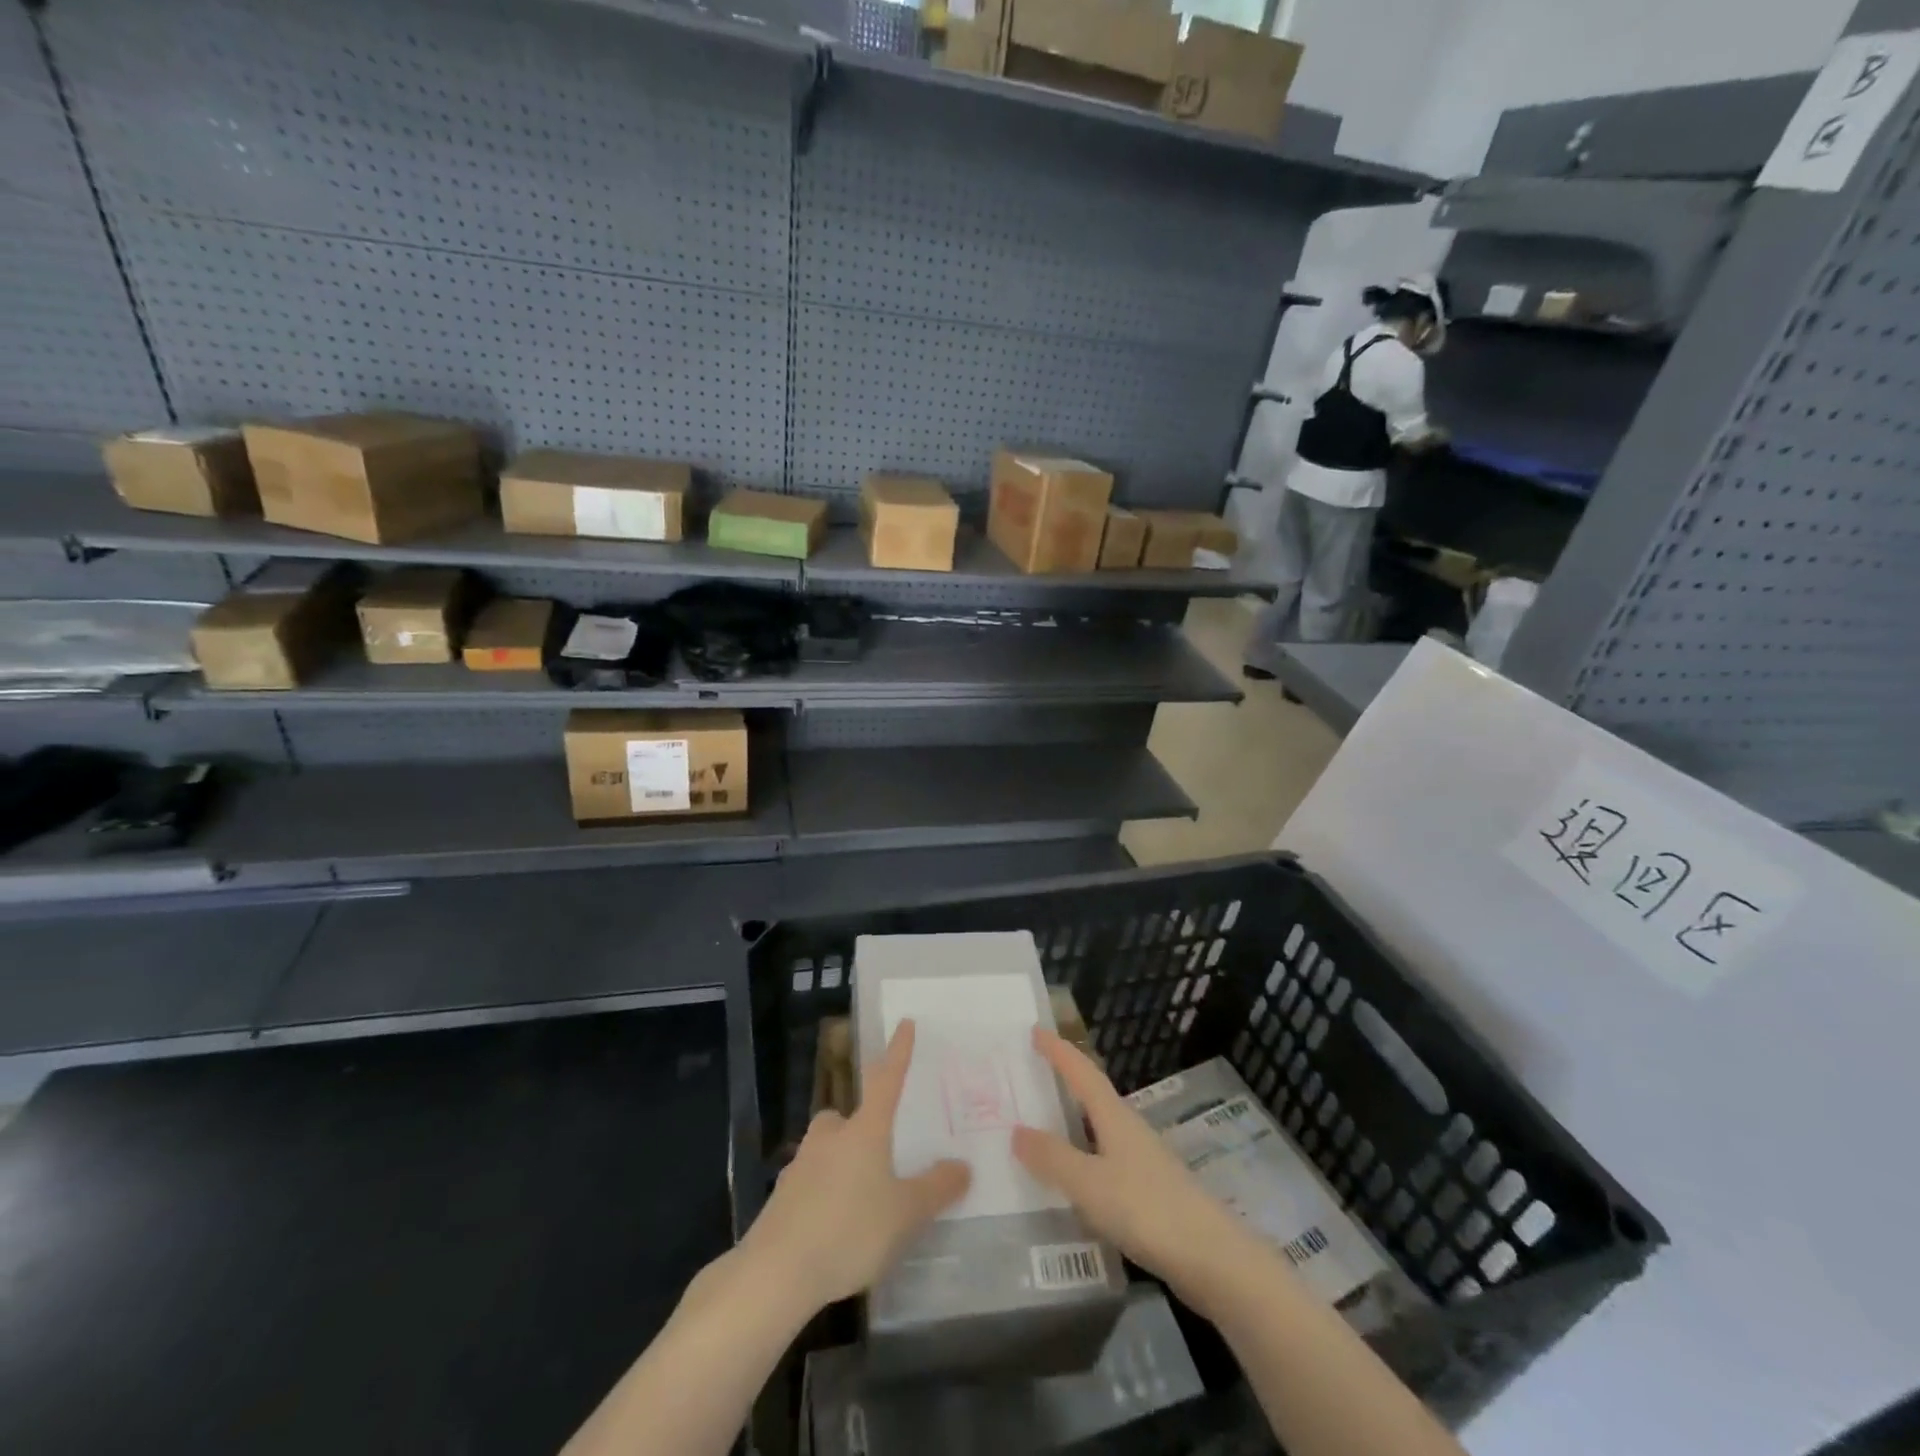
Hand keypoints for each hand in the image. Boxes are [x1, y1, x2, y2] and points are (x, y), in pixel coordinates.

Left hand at [740, 1019, 969, 1312]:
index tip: (905, 1023)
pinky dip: (823, 1196)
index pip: (886, 1079)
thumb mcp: (905, 1214)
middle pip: (846, 1117)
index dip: (898, 1052)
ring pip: (826, 1150)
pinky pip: (810, 1184)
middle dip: (860, 1126)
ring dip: (840, 1163)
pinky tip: (834, 1228)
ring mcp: (801, 1165)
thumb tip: (962, 1166)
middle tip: (878, 1152)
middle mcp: (831, 1136)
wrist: (776, 1272)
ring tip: (860, 1200)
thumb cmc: (850, 1229)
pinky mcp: (782, 1198)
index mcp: (865, 1130)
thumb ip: (936, 1188)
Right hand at [1013, 1029, 1259, 1302]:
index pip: (1082, 1072)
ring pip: (1099, 1130)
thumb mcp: (1090, 1184)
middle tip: (1031, 1075)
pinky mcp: (1150, 1193)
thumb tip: (1016, 1130)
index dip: (1059, 1051)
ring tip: (1042, 1126)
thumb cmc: (1148, 1209)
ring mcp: (1143, 1162)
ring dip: (1072, 1122)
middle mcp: (1129, 1130)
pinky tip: (1073, 1180)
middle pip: (1093, 1096)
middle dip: (1064, 1082)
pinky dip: (1083, 1158)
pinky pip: (1106, 1162)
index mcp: (1115, 1117)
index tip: (1035, 1030)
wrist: (1213, 1260)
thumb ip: (1053, 1158)